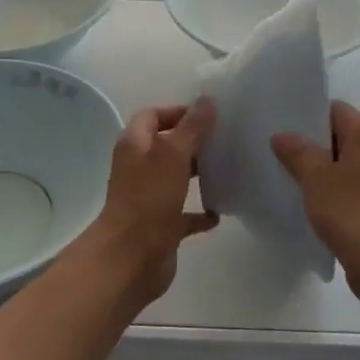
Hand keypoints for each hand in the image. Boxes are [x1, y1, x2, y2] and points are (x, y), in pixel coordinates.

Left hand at [86, 100, 217, 302]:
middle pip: (166, 146)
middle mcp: (139, 169)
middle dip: (193, 142)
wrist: (131, 259)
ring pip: (176, 179)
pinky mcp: (161, 226)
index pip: (152, 116)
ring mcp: (149, 199)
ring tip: (228, 169)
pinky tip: (221, 211)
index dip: (177, 112)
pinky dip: (200, 212)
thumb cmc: (149, 199)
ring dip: (198, 174)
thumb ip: (192, 128)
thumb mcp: (174, 155)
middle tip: (225, 139)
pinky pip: (184, 214)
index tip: (208, 115)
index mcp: (135, 146)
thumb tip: (206, 100)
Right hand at [272, 102, 359, 295]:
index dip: (308, 118)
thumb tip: (281, 136)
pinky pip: (355, 184)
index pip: (335, 110)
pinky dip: (336, 188)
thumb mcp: (315, 177)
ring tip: (293, 179)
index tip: (283, 130)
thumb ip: (297, 151)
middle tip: (282, 155)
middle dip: (313, 145)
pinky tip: (314, 202)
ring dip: (323, 169)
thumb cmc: (349, 209)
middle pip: (342, 135)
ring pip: (347, 162)